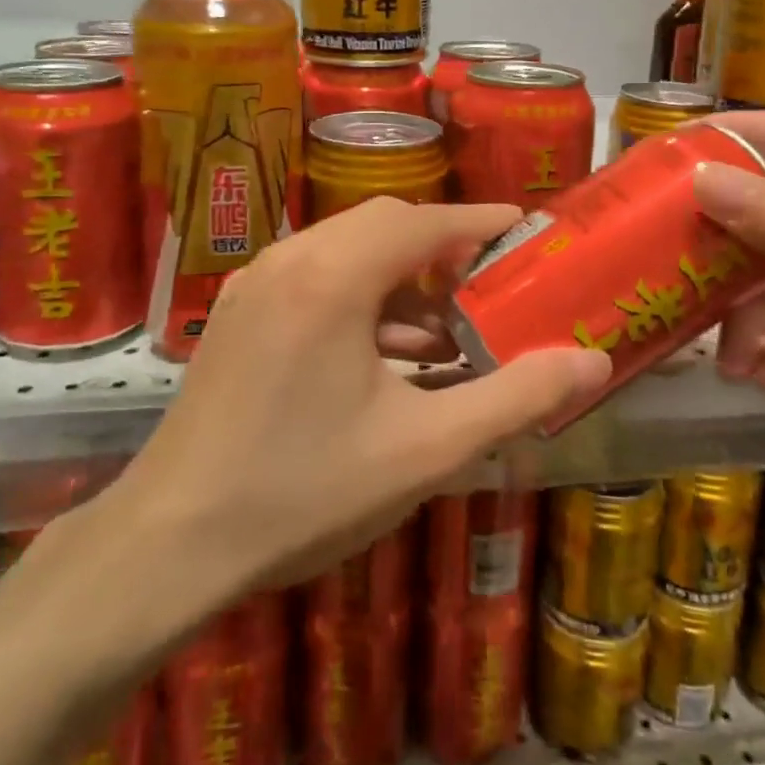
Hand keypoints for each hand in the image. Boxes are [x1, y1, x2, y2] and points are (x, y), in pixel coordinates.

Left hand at [107, 198, 612, 596]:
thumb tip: (593, 361)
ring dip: (401, 279)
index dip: (481, 222)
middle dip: (442, 248)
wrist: (170, 543)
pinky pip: (313, 280)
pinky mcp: (239, 315)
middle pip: (383, 225)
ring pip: (345, 251)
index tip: (526, 229)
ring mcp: (255, 284)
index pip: (424, 222)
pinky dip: (361, 300)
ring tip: (448, 334)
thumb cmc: (305, 491)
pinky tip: (388, 358)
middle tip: (492, 284)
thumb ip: (516, 397)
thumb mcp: (426, 449)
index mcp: (333, 276)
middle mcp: (290, 260)